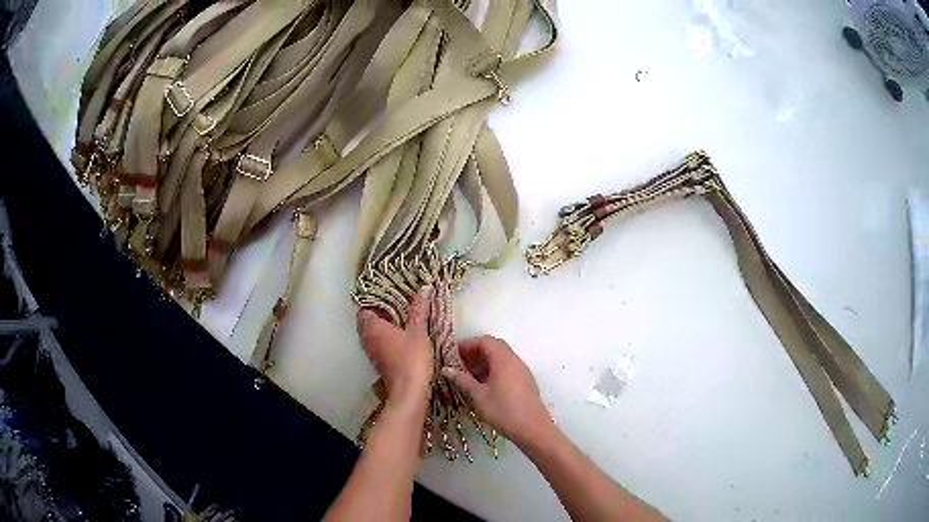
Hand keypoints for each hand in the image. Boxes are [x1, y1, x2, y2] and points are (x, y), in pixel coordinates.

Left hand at [357, 286, 433, 409]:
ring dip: (384, 327)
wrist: (409, 392)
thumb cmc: (411, 359)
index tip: (390, 295)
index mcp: (372, 327)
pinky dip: (387, 339)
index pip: (365, 307)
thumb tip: (424, 287)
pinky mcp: (380, 363)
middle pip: (367, 321)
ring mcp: (372, 353)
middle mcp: (368, 339)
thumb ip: (420, 309)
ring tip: (403, 319)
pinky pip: (379, 345)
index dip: (375, 300)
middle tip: (399, 305)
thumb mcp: (419, 331)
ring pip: (373, 334)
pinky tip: (403, 338)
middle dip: (381, 313)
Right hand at [442, 336, 552, 446]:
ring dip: (485, 362)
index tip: (454, 354)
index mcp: (503, 359)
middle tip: (460, 364)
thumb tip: (447, 369)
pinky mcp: (526, 382)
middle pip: (495, 347)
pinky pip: (508, 368)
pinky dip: (494, 370)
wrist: (532, 428)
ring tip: (469, 377)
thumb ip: (462, 380)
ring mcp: (522, 371)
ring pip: (502, 358)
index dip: (468, 344)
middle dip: (476, 353)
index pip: (485, 341)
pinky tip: (484, 386)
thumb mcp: (479, 396)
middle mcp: (515, 360)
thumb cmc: (503, 411)